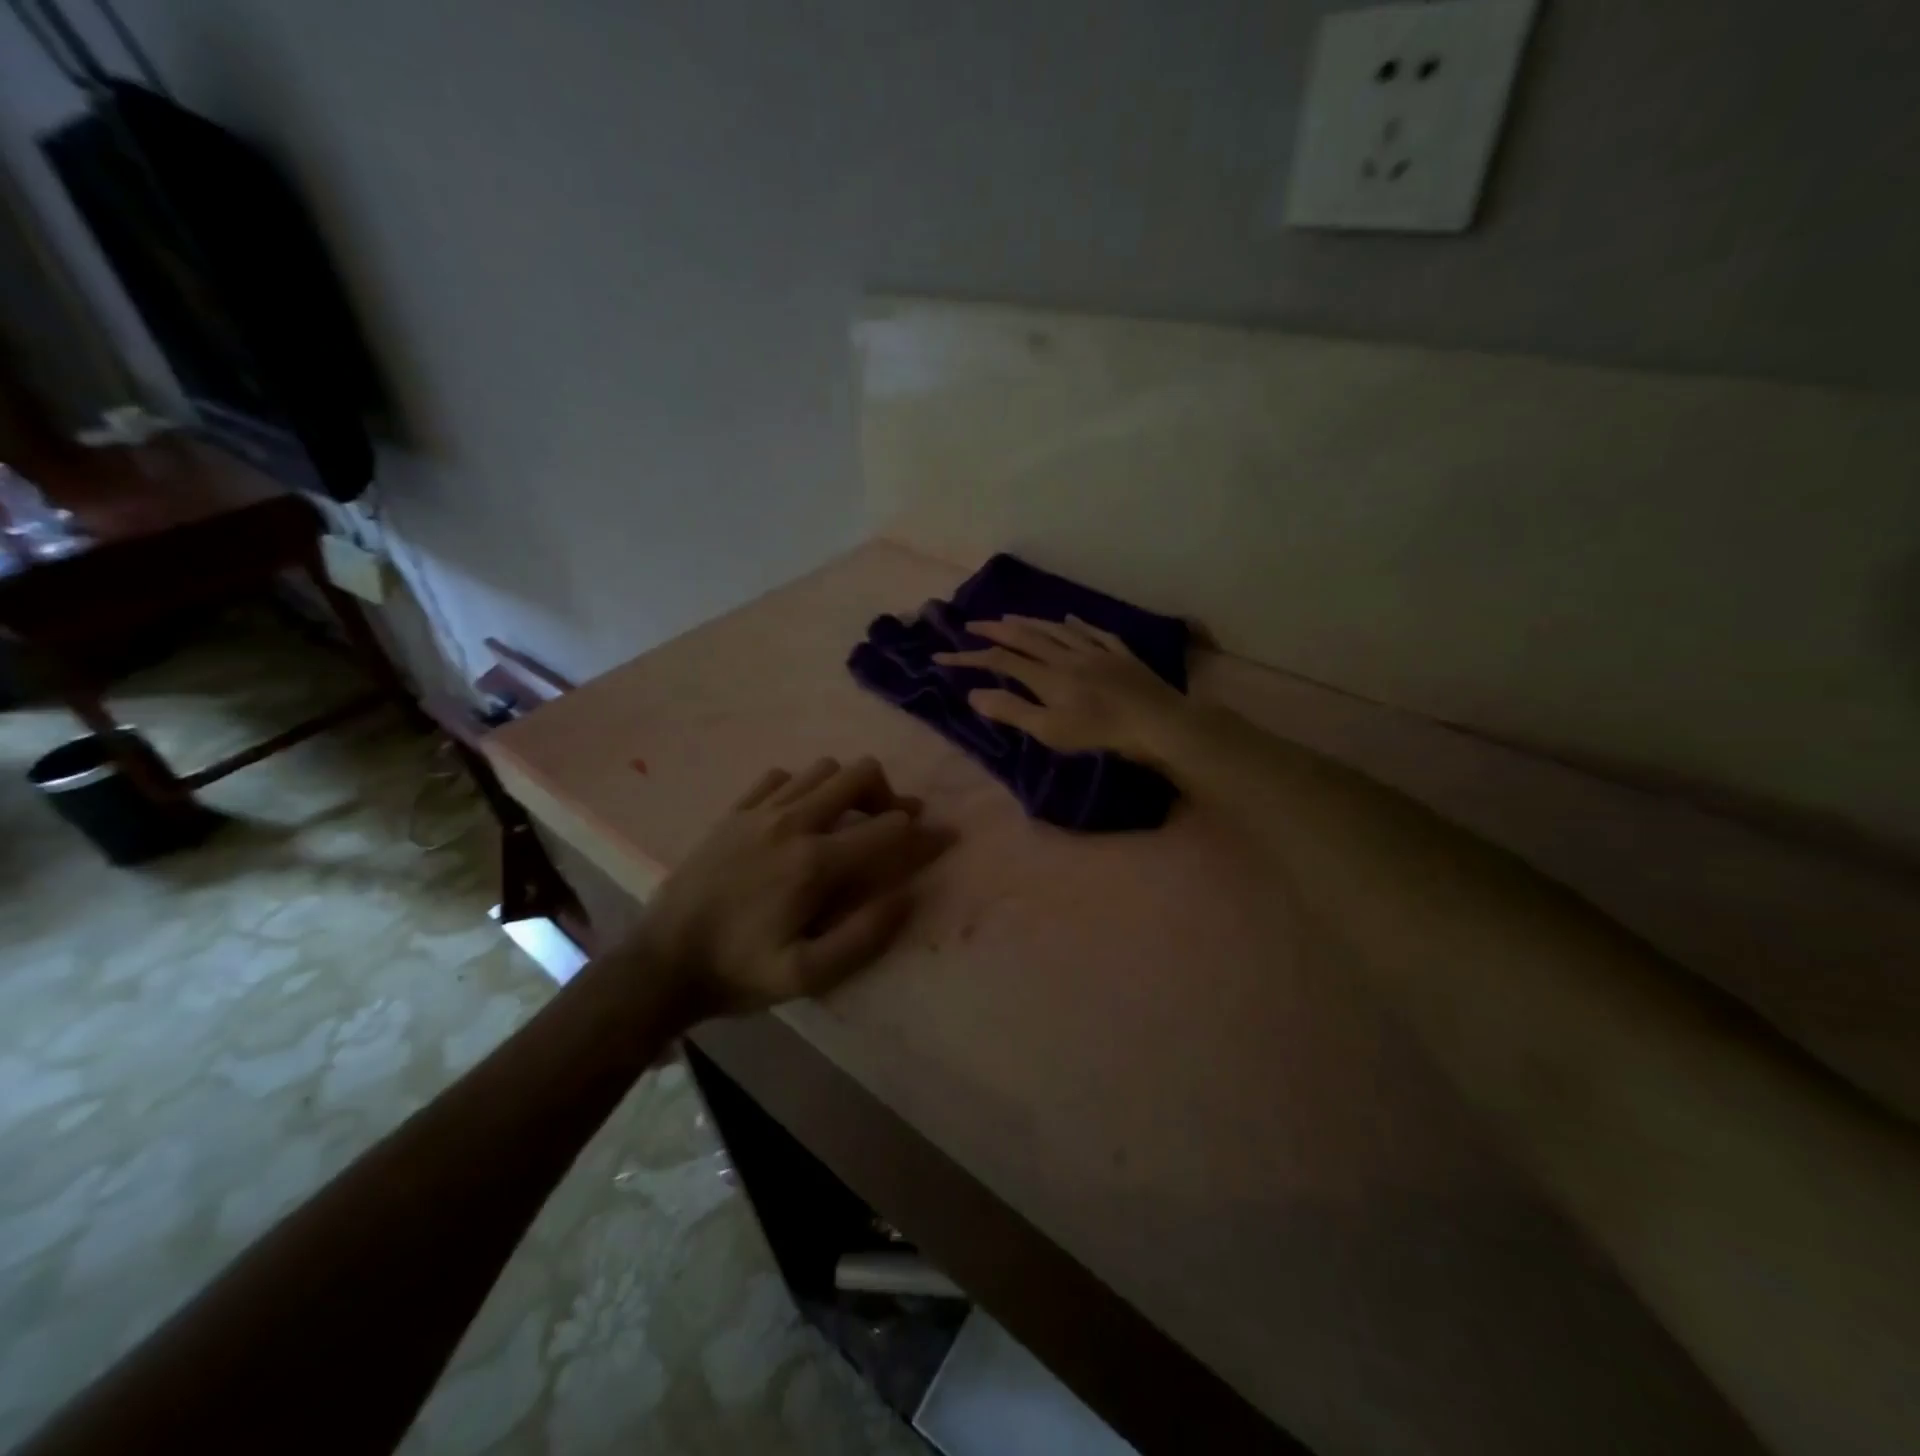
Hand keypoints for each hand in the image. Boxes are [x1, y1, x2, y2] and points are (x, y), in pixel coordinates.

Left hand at [635, 757, 943, 1017]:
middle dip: (888, 795)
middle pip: (859, 775)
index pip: (888, 829)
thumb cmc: (739, 972)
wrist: (661, 963)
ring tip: (846, 820)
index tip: (946, 838)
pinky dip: (800, 787)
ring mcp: (760, 811)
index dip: (925, 834)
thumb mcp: (807, 975)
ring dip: (846, 788)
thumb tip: (907, 895)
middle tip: (891, 826)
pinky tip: (797, 816)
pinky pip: (779, 776)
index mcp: (816, 863)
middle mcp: (793, 823)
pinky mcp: (733, 812)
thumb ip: (864, 935)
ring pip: (822, 769)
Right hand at [933, 615, 1188, 762]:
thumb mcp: (1051, 731)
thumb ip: (1012, 711)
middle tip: (973, 624)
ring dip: (1030, 622)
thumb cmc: (1101, 734)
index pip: (1000, 661)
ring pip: (1057, 630)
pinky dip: (1077, 625)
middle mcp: (1067, 655)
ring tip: (1011, 617)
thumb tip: (974, 694)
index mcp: (1047, 676)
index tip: (942, 656)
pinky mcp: (1121, 654)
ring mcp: (1096, 651)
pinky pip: (1095, 632)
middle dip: (996, 630)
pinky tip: (1070, 619)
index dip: (970, 658)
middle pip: (1026, 638)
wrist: (1158, 722)